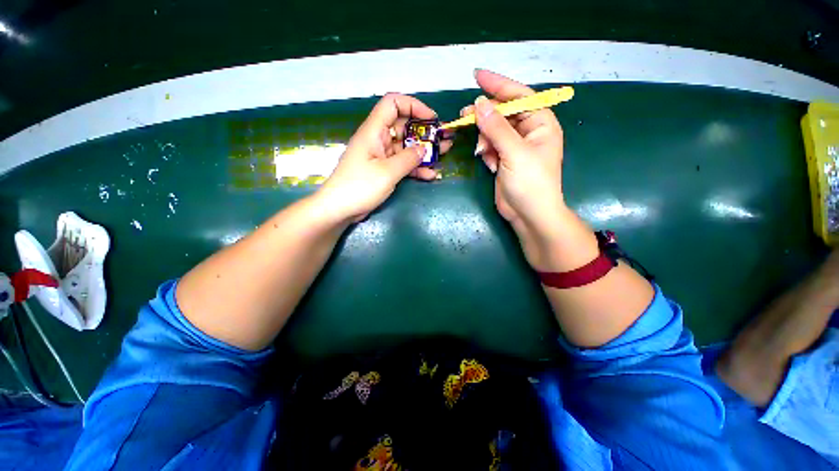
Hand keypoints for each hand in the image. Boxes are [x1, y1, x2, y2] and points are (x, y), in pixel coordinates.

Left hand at [316, 93, 450, 222]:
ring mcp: (381, 156)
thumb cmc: (360, 186)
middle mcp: (378, 140)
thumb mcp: (387, 172)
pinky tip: (430, 175)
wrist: (340, 209)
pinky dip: (415, 168)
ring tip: (443, 154)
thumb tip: (423, 149)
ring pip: (405, 147)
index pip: (393, 104)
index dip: (413, 106)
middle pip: (403, 127)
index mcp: (374, 131)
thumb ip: (408, 159)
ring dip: (423, 151)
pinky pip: (402, 164)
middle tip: (443, 139)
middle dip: (424, 132)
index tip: (432, 119)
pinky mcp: (383, 171)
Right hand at [464, 70, 571, 268]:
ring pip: (493, 131)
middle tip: (463, 116)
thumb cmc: (531, 183)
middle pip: (502, 113)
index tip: (476, 75)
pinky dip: (486, 152)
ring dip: (484, 138)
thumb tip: (479, 105)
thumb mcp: (514, 152)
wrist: (529, 215)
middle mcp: (528, 131)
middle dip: (484, 116)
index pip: (518, 96)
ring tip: (481, 150)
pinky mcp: (504, 160)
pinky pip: (490, 147)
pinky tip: (488, 163)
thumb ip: (496, 128)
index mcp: (540, 123)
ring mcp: (515, 147)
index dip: (498, 85)